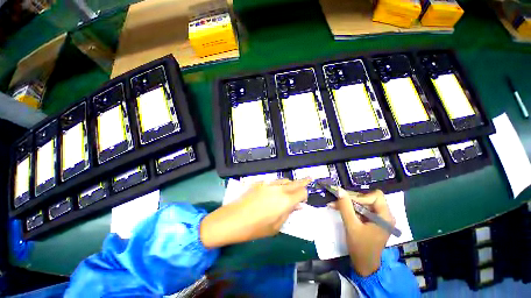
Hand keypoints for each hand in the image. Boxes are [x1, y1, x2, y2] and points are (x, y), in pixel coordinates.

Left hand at [200, 179, 309, 248]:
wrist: (233, 219)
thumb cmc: (256, 227)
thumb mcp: (276, 226)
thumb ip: (288, 213)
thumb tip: (297, 206)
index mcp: (285, 200)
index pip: (302, 191)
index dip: (305, 195)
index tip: (303, 200)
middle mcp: (278, 188)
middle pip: (295, 182)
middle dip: (303, 181)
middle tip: (309, 179)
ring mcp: (268, 184)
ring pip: (284, 180)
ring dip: (289, 183)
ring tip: (290, 188)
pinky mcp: (259, 183)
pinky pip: (273, 182)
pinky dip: (278, 185)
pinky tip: (274, 191)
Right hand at [329, 188, 394, 276]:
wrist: (364, 265)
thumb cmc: (361, 247)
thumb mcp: (351, 226)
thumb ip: (345, 207)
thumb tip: (339, 190)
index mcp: (385, 216)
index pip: (374, 196)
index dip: (360, 197)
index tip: (346, 201)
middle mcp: (384, 215)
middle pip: (367, 198)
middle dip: (351, 199)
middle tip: (336, 201)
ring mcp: (378, 218)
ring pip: (362, 202)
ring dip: (348, 203)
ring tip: (335, 205)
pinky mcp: (372, 221)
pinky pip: (361, 209)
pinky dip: (350, 208)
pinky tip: (340, 209)